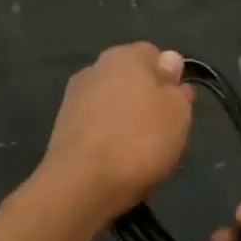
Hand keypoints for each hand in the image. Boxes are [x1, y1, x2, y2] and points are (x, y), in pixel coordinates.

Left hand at [40, 43, 193, 222]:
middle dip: (147, 101)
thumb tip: (170, 62)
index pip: (155, 55)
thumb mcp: (178, 113)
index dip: (170, 80)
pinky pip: (96, 127)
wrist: (82, 184)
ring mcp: (74, 98)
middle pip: (131, 80)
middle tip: (163, 133)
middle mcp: (95, 68)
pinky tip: (117, 162)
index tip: (179, 108)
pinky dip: (107, 139)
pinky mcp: (61, 127)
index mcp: (125, 56)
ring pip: (113, 104)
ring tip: (140, 153)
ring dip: (126, 121)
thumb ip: (176, 86)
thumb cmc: (140, 142)